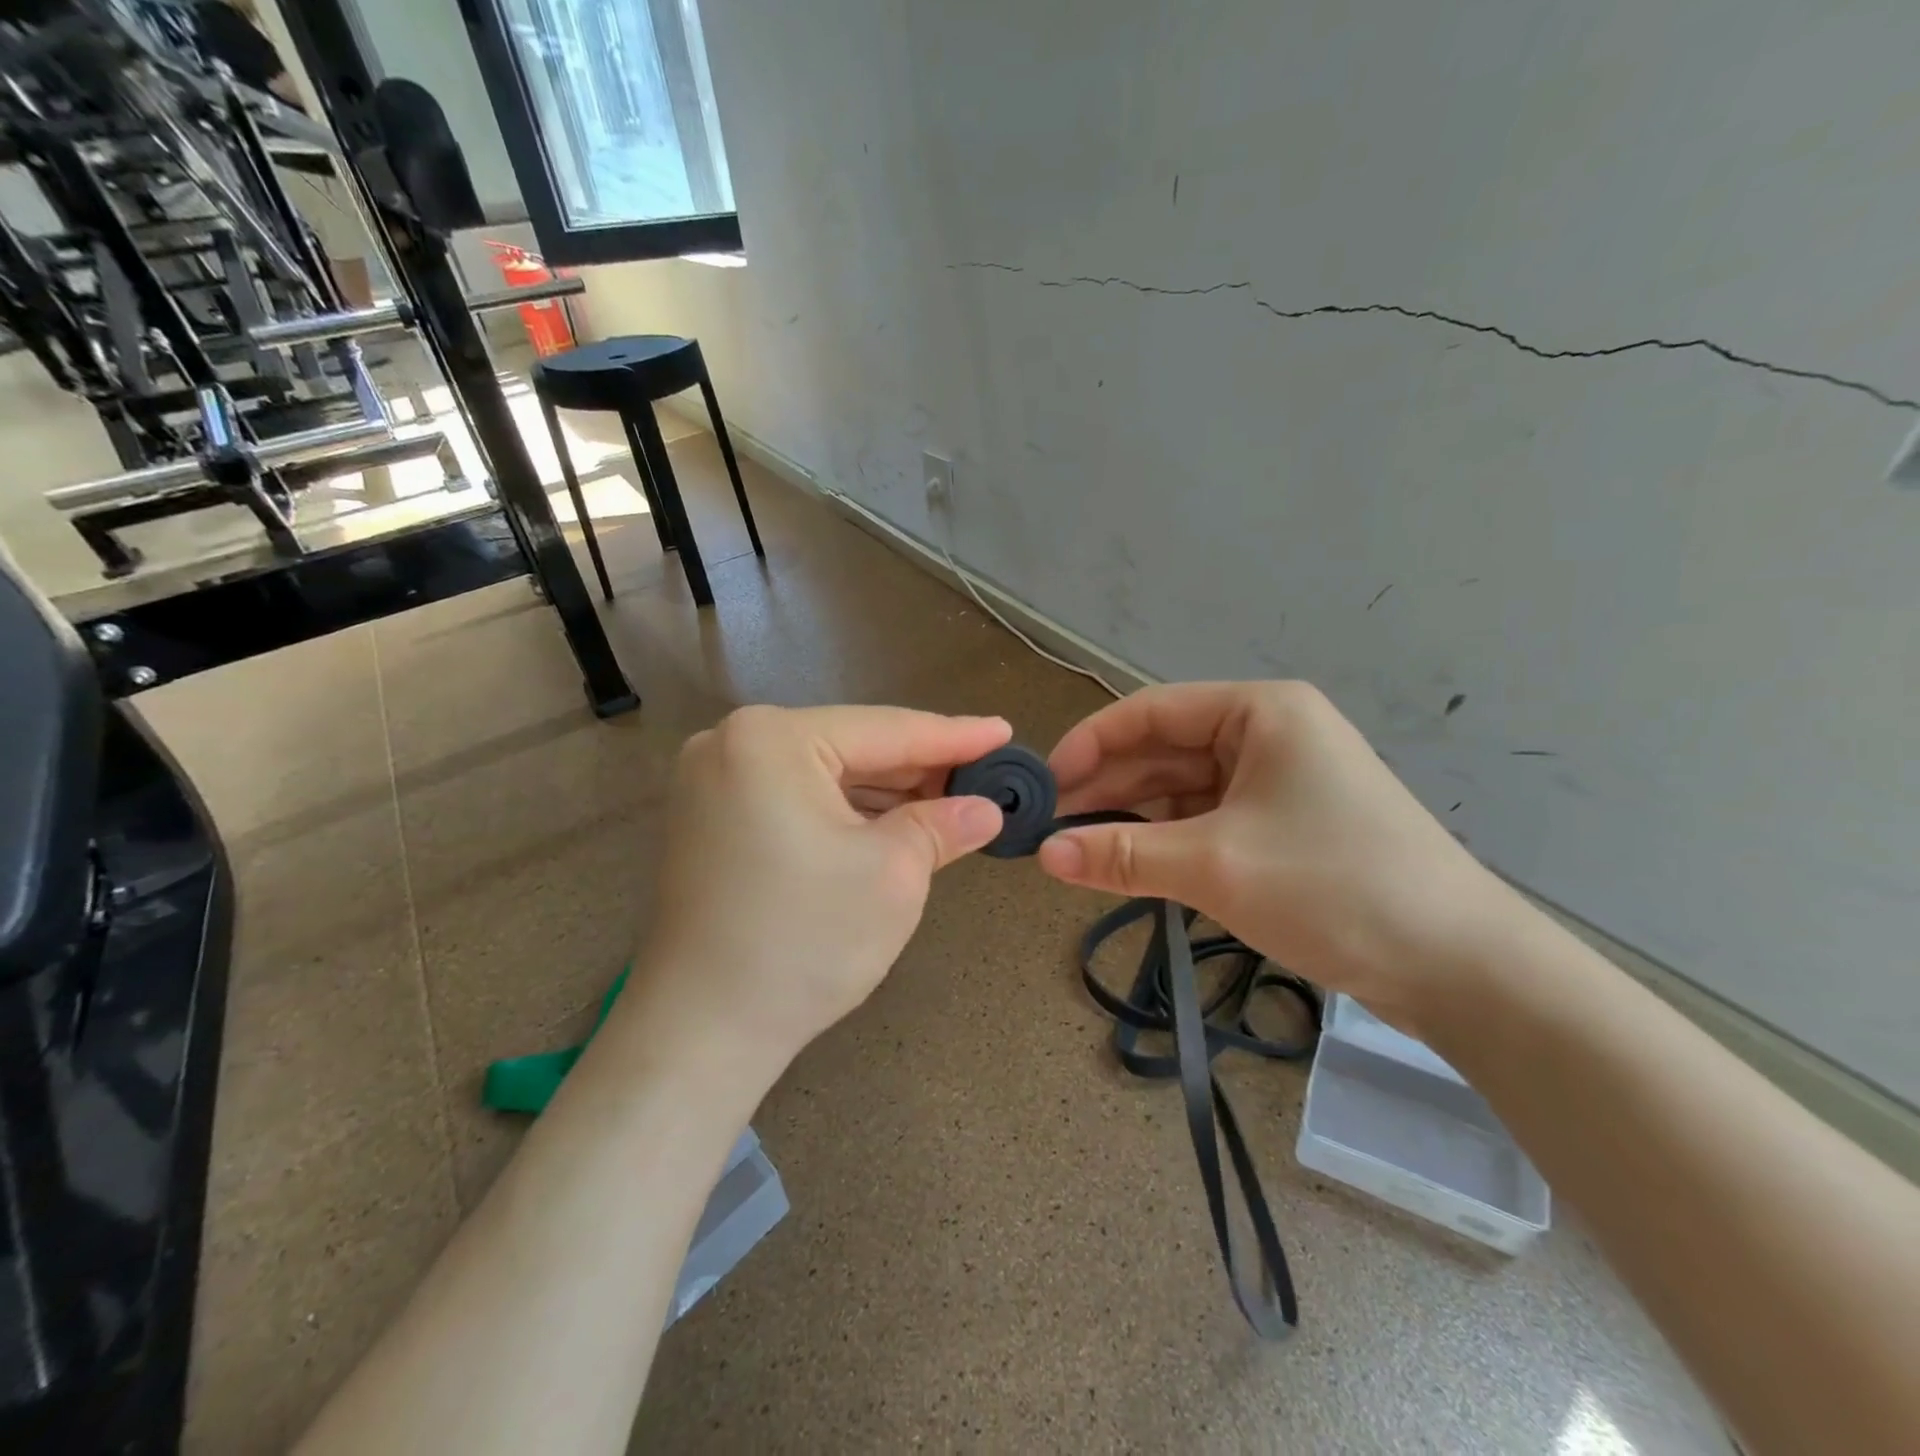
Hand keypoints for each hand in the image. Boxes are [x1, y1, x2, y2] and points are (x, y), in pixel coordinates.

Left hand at [621, 705, 1008, 1081]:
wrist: (701, 1032)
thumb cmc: (804, 941)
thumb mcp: (893, 874)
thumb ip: (943, 826)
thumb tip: (985, 809)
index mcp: (772, 739)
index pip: (886, 730)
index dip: (955, 735)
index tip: (1004, 732)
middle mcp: (732, 743)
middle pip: (851, 746)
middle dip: (919, 767)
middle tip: (984, 774)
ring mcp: (712, 782)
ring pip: (824, 773)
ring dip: (884, 791)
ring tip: (949, 801)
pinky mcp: (709, 820)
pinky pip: (795, 797)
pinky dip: (844, 810)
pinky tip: (890, 822)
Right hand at [1038, 682, 1512, 1029]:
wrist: (1461, 968)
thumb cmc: (1334, 888)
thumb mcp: (1214, 867)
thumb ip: (1120, 854)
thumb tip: (1043, 856)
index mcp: (1258, 712)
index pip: (1150, 712)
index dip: (1090, 744)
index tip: (1044, 787)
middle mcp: (1267, 735)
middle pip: (1163, 750)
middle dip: (1106, 787)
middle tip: (1049, 828)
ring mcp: (1277, 782)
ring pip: (1181, 789)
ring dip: (1132, 817)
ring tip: (1077, 850)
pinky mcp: (1283, 827)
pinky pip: (1205, 821)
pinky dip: (1165, 841)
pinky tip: (1128, 863)